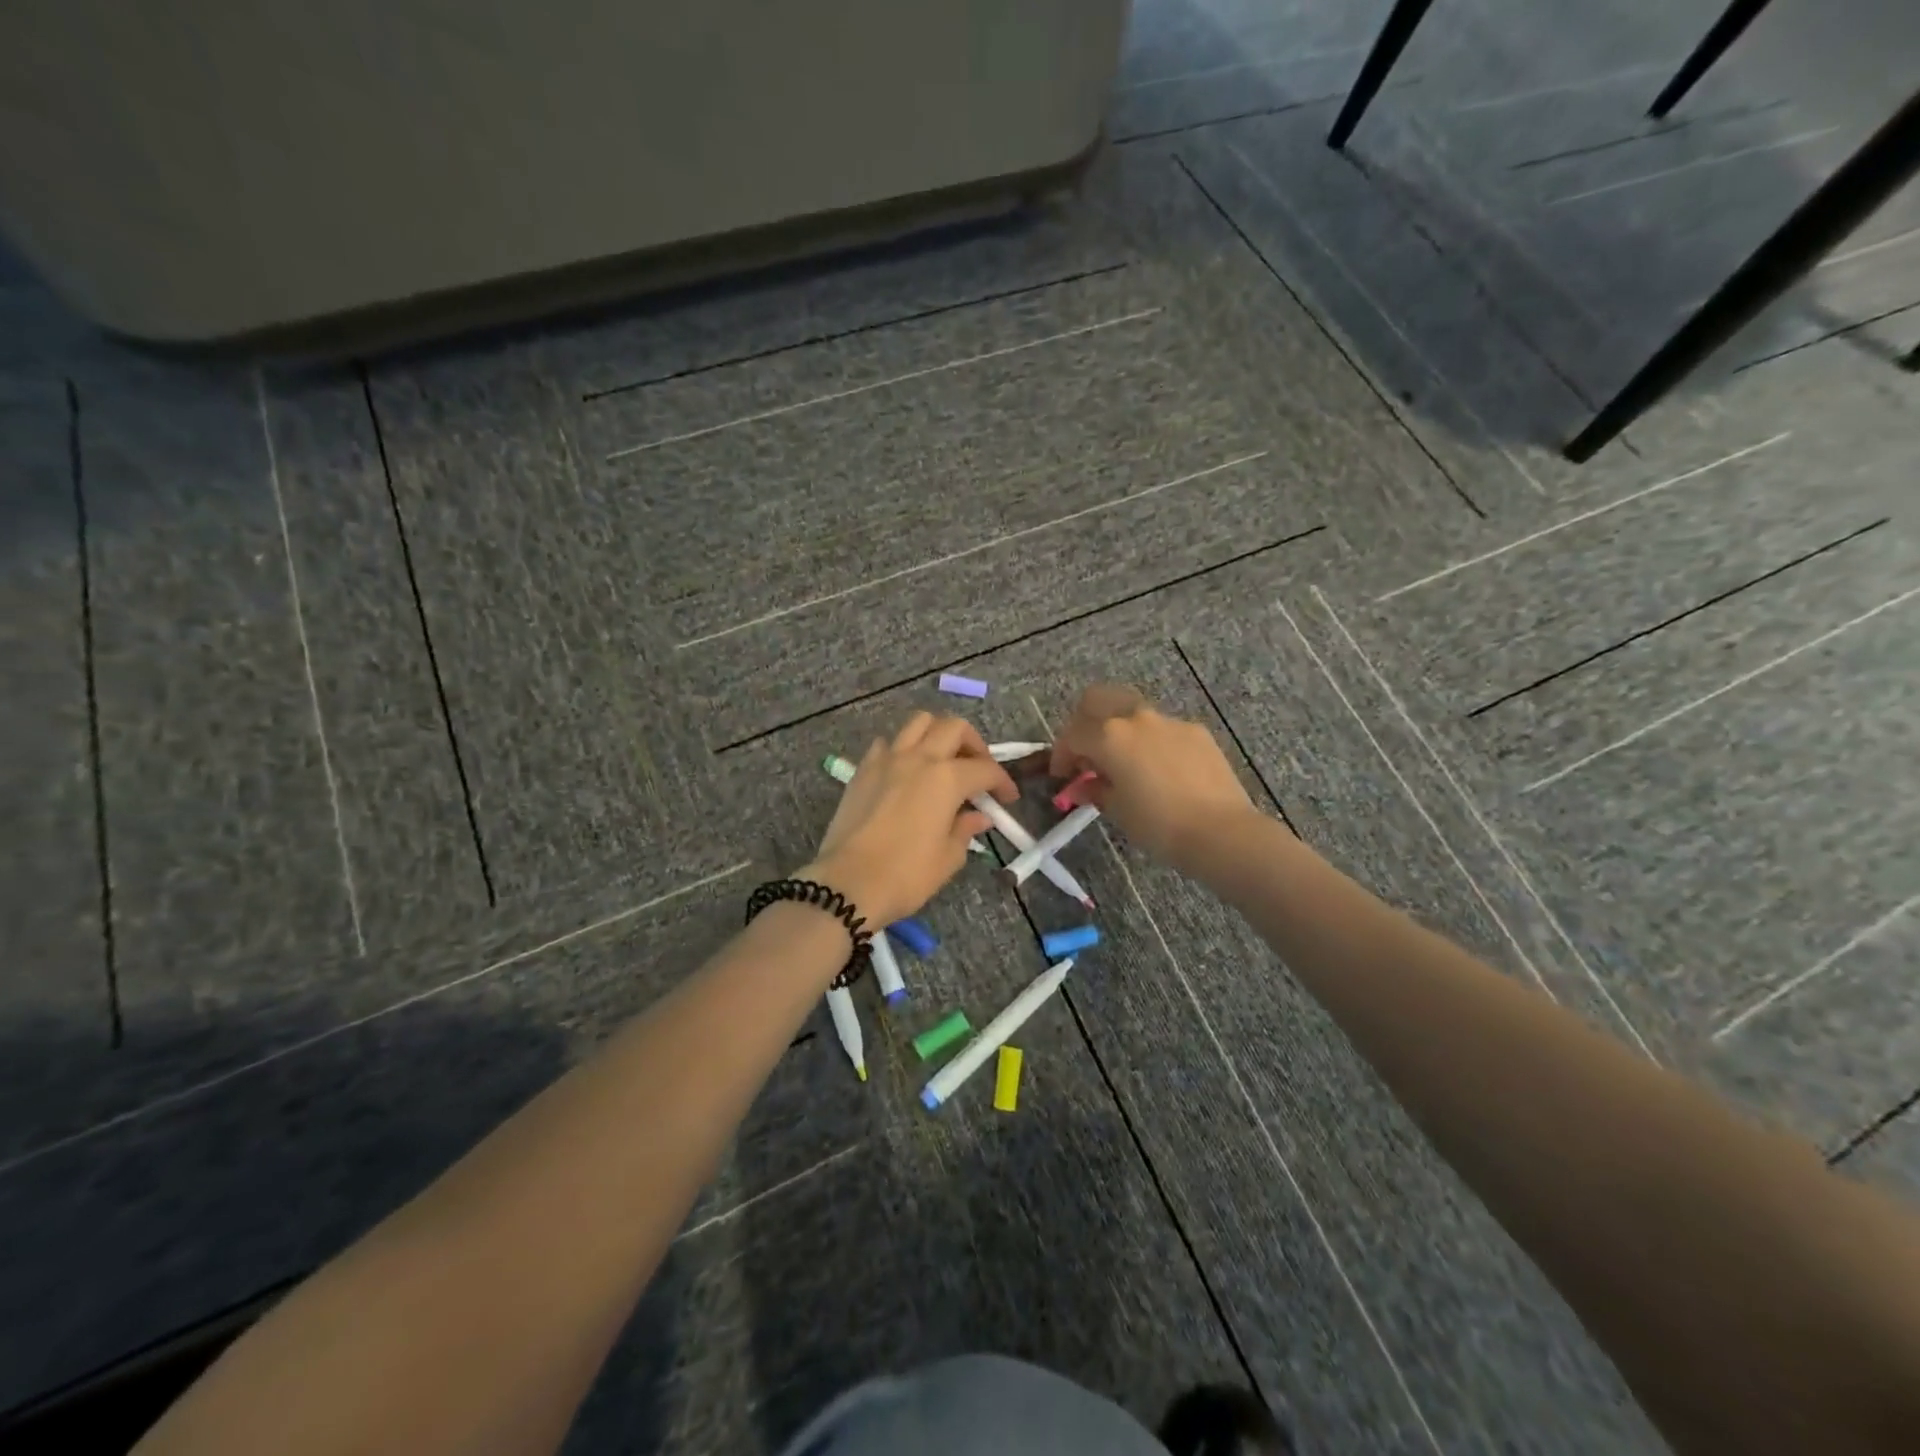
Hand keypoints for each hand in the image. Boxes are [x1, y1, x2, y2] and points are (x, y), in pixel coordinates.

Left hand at [802, 712, 1015, 927]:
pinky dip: (902, 749)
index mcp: (946, 778)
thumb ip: (966, 830)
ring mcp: (887, 759)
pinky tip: (905, 771)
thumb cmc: (906, 875)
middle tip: (978, 770)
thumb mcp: (948, 857)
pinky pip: (887, 743)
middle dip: (974, 744)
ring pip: (918, 723)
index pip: (985, 769)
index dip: (1002, 782)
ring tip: (943, 760)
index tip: (1008, 799)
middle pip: (954, 728)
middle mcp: (919, 758)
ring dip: (938, 734)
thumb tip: (979, 817)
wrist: (847, 884)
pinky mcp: (862, 770)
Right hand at [1049, 685, 1257, 874]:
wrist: (1220, 830)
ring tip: (1123, 760)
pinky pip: (1162, 728)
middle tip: (1085, 751)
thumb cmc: (1158, 824)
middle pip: (1098, 699)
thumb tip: (1083, 785)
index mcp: (1109, 736)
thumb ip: (1095, 789)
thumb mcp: (1117, 810)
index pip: (1072, 735)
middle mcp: (1136, 718)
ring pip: (1131, 711)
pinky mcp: (1195, 731)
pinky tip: (1158, 769)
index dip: (1061, 755)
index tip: (1062, 776)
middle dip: (1083, 721)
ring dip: (1118, 729)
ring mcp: (1169, 721)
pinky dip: (1149, 741)